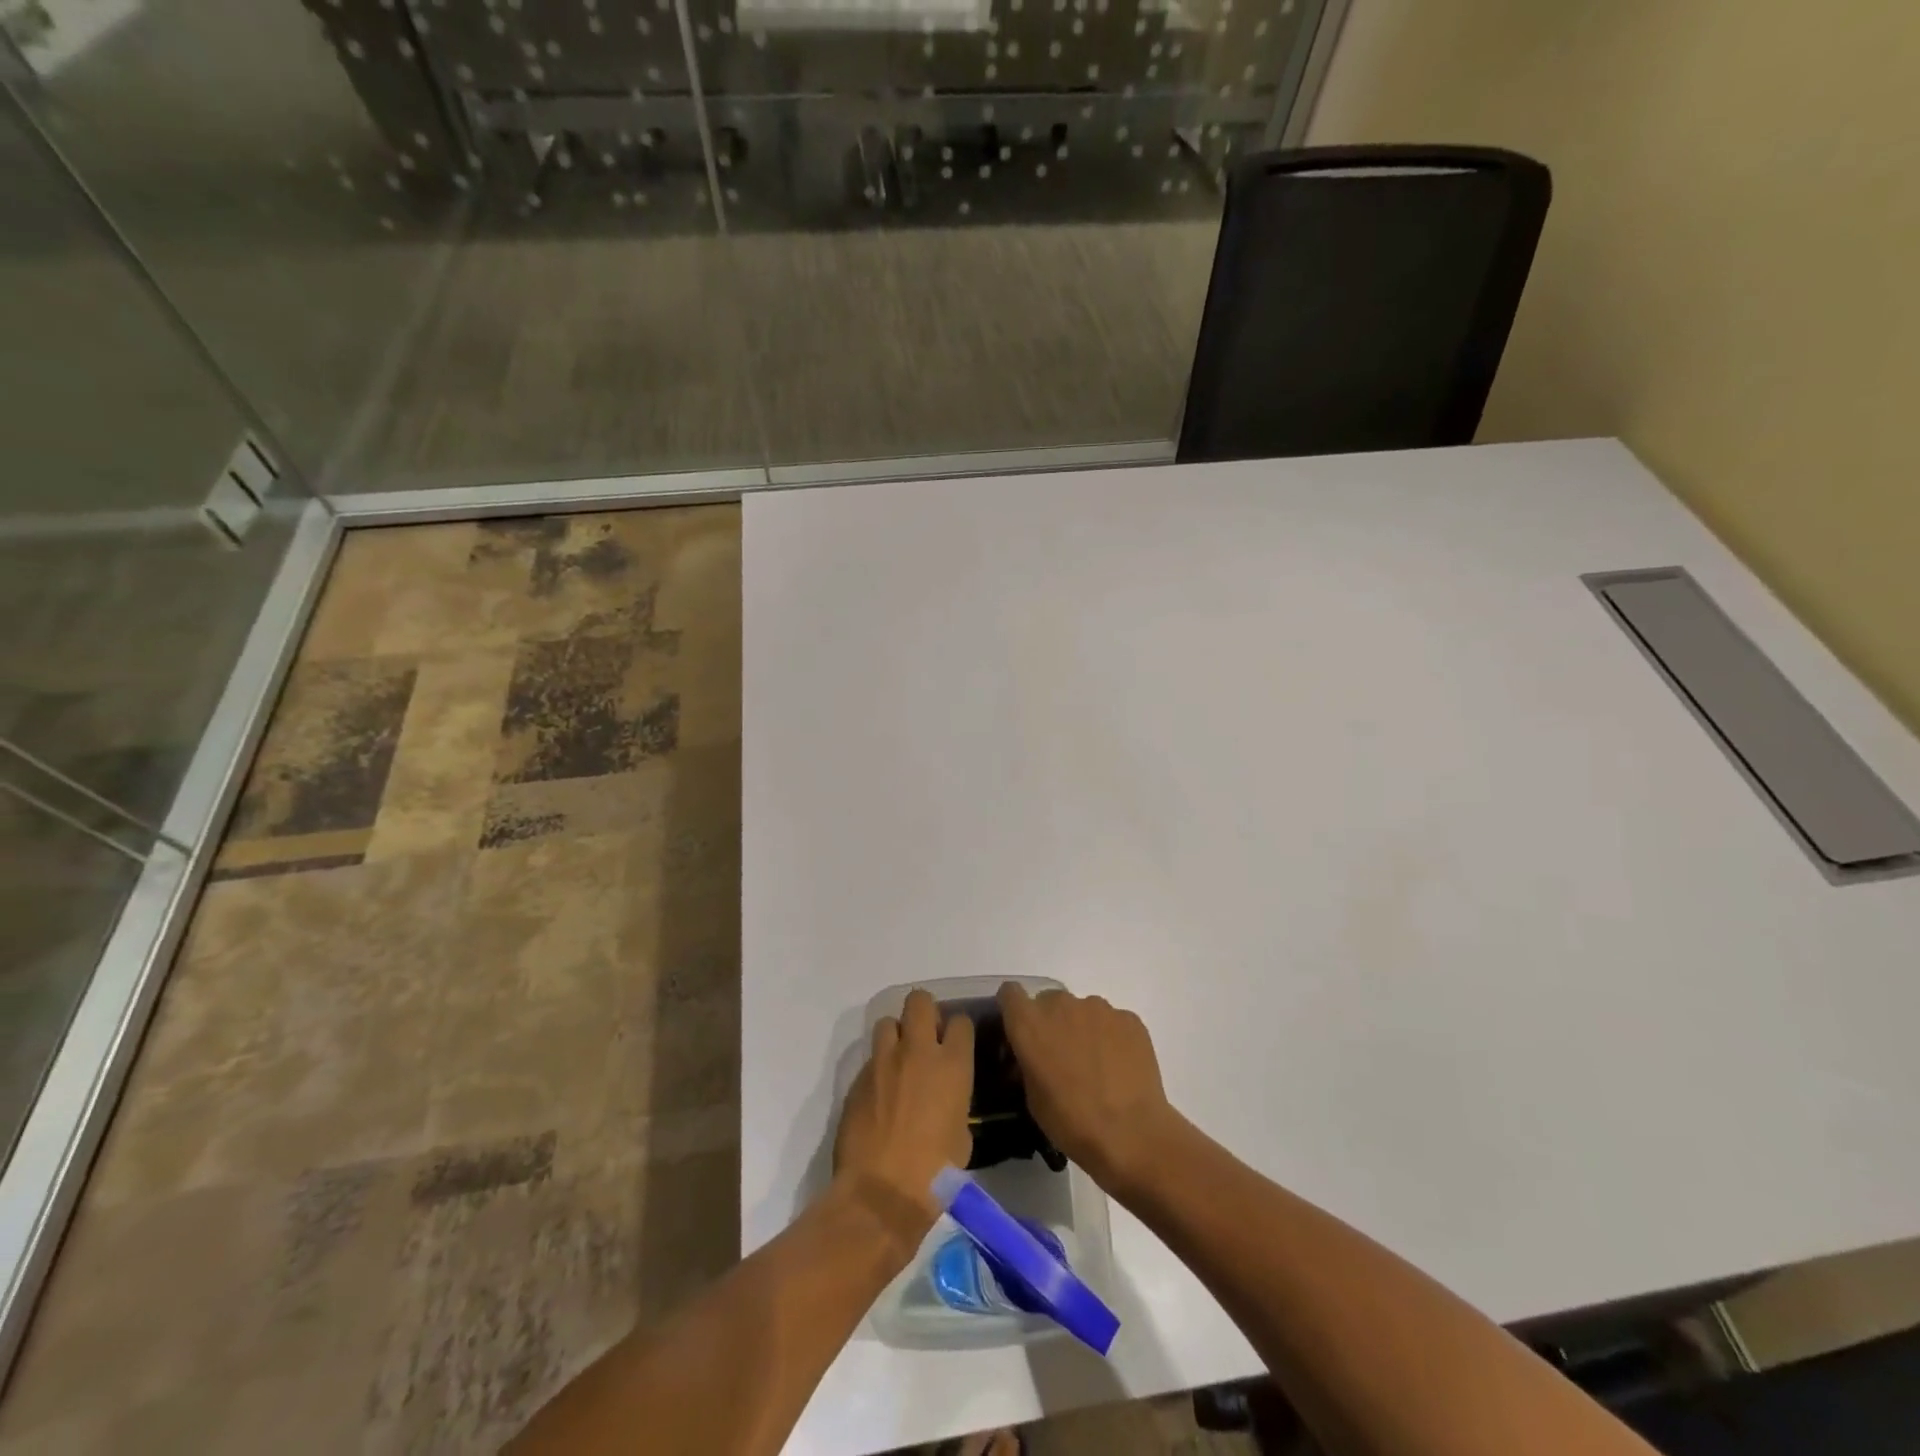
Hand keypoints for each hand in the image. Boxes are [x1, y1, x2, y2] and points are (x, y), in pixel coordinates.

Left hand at [834, 990, 973, 1245]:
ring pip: (887, 1023)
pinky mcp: (857, 1078)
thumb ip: (956, 1104)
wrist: (880, 1194)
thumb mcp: (962, 1137)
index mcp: (952, 1065)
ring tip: (898, 1060)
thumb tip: (946, 1100)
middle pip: (919, 1001)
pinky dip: (878, 1067)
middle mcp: (917, 1052)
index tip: (956, 1042)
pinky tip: (880, 1092)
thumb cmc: (934, 1173)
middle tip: (925, 1035)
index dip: (958, 1029)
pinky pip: (870, 1058)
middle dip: (924, 1012)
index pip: (960, 1021)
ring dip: (896, 1036)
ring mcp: (883, 1062)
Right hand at [997, 984, 1178, 1194]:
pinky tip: (1119, 1067)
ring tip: (1096, 1064)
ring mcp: (1098, 1008)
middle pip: (1049, 1001)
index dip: (1014, 1009)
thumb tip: (1032, 1057)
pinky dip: (1111, 1037)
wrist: (1131, 1135)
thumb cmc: (1071, 1122)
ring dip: (1082, 1028)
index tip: (1021, 1029)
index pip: (1010, 993)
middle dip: (1051, 1022)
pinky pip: (1112, 1021)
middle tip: (1061, 1055)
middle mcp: (1061, 1005)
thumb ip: (1027, 1063)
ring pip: (1082, 1010)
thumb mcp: (1032, 1098)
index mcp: (1029, 1023)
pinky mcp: (1128, 1018)